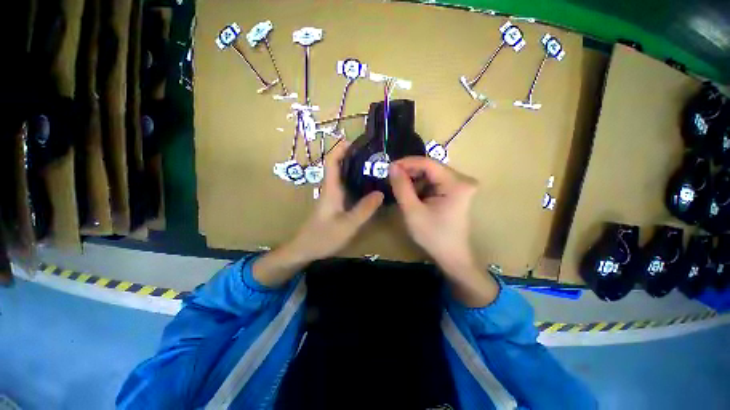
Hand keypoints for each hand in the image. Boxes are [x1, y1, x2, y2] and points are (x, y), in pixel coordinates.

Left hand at [289, 142, 383, 261]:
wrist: (304, 250)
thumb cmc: (323, 237)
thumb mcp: (347, 225)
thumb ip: (364, 209)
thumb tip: (380, 193)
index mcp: (331, 189)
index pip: (332, 161)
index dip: (341, 148)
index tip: (356, 140)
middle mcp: (330, 189)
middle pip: (338, 165)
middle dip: (352, 156)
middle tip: (372, 154)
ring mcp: (331, 197)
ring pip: (342, 176)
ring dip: (354, 168)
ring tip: (373, 166)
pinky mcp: (333, 204)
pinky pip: (345, 187)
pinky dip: (355, 182)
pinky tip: (367, 187)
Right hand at [389, 157, 497, 306]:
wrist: (452, 256)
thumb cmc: (433, 236)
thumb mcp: (412, 211)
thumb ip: (402, 187)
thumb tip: (392, 166)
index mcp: (456, 184)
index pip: (428, 163)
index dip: (407, 163)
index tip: (389, 167)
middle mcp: (462, 180)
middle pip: (431, 168)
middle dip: (410, 172)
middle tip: (392, 178)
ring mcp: (460, 186)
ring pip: (431, 175)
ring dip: (414, 179)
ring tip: (400, 187)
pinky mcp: (456, 192)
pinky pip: (435, 183)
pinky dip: (421, 186)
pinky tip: (412, 194)